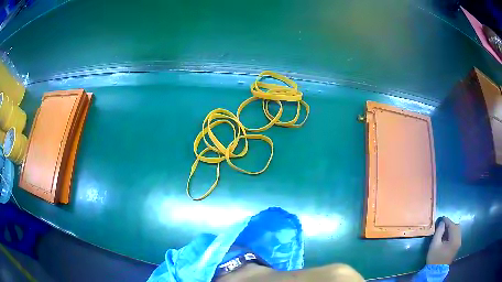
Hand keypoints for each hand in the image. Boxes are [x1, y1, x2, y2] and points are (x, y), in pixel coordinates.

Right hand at [426, 217, 461, 264]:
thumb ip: (439, 232)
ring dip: (452, 229)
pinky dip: (453, 233)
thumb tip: (442, 223)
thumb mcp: (434, 245)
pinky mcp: (457, 246)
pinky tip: (447, 236)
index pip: (452, 226)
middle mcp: (459, 240)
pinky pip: (457, 235)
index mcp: (454, 240)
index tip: (442, 218)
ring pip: (457, 231)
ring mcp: (459, 243)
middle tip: (443, 225)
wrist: (436, 271)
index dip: (447, 221)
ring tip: (445, 231)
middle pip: (457, 227)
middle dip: (450, 225)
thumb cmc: (434, 258)